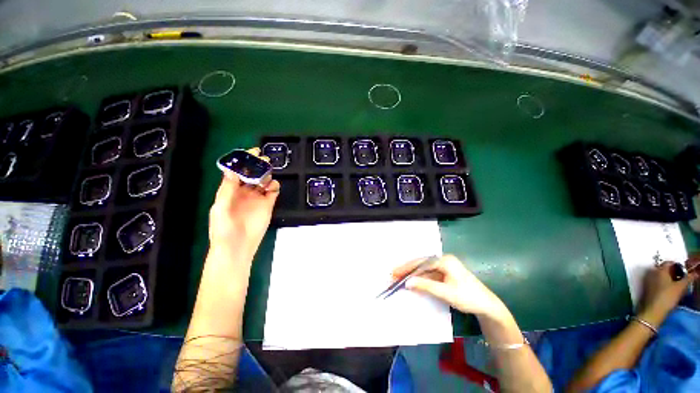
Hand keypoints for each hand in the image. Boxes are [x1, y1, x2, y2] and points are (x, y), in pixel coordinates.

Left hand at [209, 147, 279, 250]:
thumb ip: (227, 189)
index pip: (237, 172)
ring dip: (266, 174)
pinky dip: (274, 186)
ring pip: (264, 181)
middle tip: (263, 159)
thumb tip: (232, 169)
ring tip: (267, 173)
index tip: (250, 152)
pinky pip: (273, 191)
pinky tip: (271, 186)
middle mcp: (244, 192)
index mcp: (230, 191)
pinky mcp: (268, 204)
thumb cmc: (224, 228)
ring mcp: (257, 198)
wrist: (238, 247)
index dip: (243, 162)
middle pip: (252, 174)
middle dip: (257, 165)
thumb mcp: (221, 207)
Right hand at [393, 255, 507, 319]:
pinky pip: (429, 274)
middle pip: (421, 264)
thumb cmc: (468, 297)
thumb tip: (407, 283)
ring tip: (400, 277)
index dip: (407, 268)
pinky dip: (420, 278)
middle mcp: (444, 260)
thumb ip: (425, 286)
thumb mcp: (445, 292)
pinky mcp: (446, 274)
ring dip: (413, 274)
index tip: (395, 273)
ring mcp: (445, 267)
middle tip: (394, 274)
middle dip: (408, 269)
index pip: (421, 262)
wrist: (488, 307)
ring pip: (424, 269)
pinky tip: (413, 281)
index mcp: (445, 260)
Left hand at [638, 260, 697, 324]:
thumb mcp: (681, 287)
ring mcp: (648, 280)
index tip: (685, 272)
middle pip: (664, 269)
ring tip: (677, 285)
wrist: (653, 310)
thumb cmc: (667, 297)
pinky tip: (669, 290)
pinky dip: (663, 283)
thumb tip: (695, 273)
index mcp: (660, 270)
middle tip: (682, 279)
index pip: (669, 263)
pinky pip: (657, 282)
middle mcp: (652, 272)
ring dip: (668, 278)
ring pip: (660, 275)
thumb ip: (688, 278)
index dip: (678, 266)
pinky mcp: (647, 288)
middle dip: (673, 272)